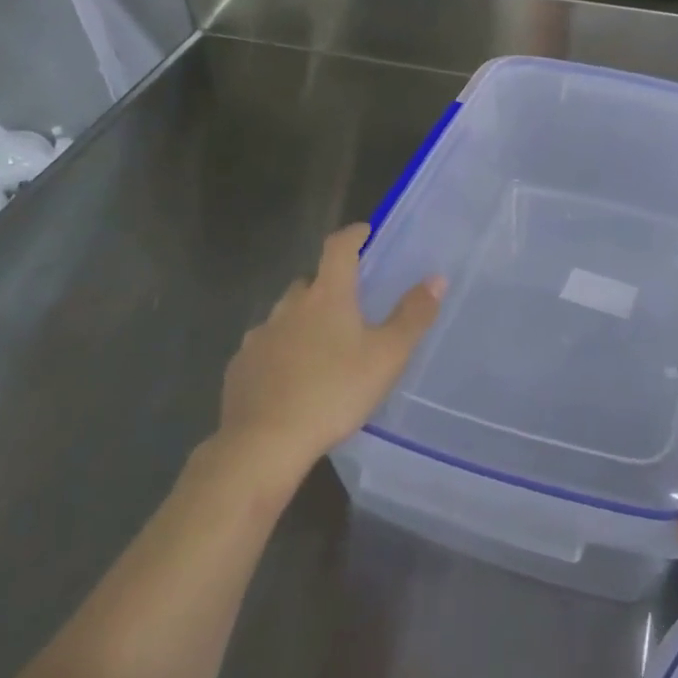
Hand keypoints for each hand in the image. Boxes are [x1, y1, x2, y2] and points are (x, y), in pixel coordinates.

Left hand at [212, 224, 443, 487]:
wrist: (263, 444)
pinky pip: (265, 347)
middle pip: (309, 282)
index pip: (338, 248)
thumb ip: (413, 316)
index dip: (352, 235)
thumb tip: (436, 278)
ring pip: (285, 315)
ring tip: (321, 345)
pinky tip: (290, 376)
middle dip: (328, 285)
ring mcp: (259, 337)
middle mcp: (289, 307)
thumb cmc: (334, 392)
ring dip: (302, 320)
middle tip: (348, 303)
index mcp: (327, 296)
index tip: (364, 232)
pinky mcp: (240, 368)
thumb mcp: (387, 356)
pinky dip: (280, 351)